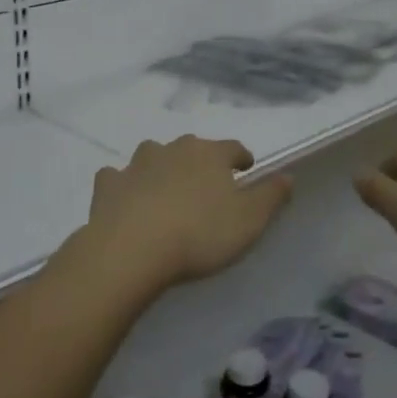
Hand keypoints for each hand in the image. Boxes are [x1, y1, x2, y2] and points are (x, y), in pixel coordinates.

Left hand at [82, 136, 292, 295]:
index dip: (241, 159)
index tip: (246, 170)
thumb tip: (288, 175)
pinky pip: (118, 177)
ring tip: (167, 191)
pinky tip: (126, 199)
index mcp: (209, 154)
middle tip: (207, 186)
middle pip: (192, 148)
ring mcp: (136, 164)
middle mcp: (173, 149)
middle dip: (201, 162)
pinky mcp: (108, 185)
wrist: (132, 249)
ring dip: (162, 167)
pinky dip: (124, 184)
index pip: (232, 148)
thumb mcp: (249, 221)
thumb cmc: (199, 234)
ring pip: (153, 156)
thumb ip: (271, 196)